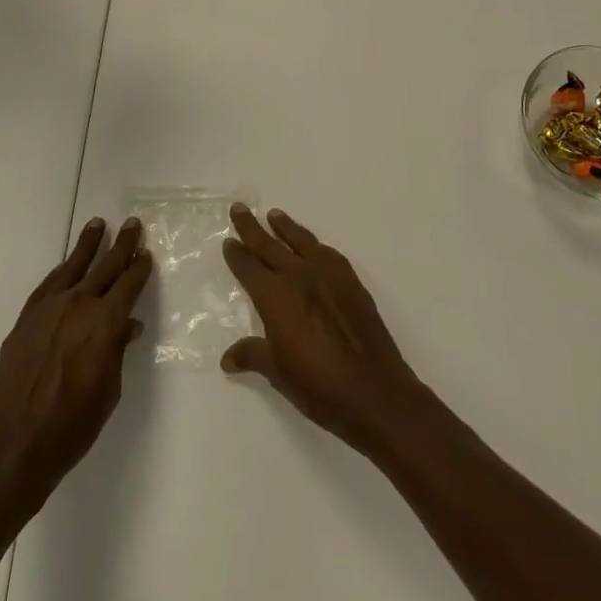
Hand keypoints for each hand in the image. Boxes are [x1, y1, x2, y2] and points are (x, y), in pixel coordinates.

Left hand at [0, 217, 151, 540]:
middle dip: (122, 246)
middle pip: (105, 268)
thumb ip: (117, 351)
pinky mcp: (25, 320)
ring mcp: (48, 310)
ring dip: (88, 245)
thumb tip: (128, 326)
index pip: (129, 286)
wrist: (10, 448)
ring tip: (99, 224)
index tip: (147, 253)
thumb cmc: (70, 428)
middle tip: (133, 225)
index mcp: (105, 323)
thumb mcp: (108, 392)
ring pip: (74, 267)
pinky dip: (62, 270)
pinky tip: (67, 264)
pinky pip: (48, 284)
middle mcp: (78, 306)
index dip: (140, 268)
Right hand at [220, 205, 429, 454]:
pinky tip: (313, 246)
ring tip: (274, 215)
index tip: (228, 240)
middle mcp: (300, 277)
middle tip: (240, 208)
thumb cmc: (318, 386)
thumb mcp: (278, 373)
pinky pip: (328, 254)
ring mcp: (329, 276)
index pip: (249, 268)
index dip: (237, 254)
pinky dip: (315, 245)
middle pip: (270, 246)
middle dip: (253, 228)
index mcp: (275, 297)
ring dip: (285, 227)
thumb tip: (228, 358)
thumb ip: (253, 355)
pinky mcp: (352, 282)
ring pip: (301, 242)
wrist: (373, 391)